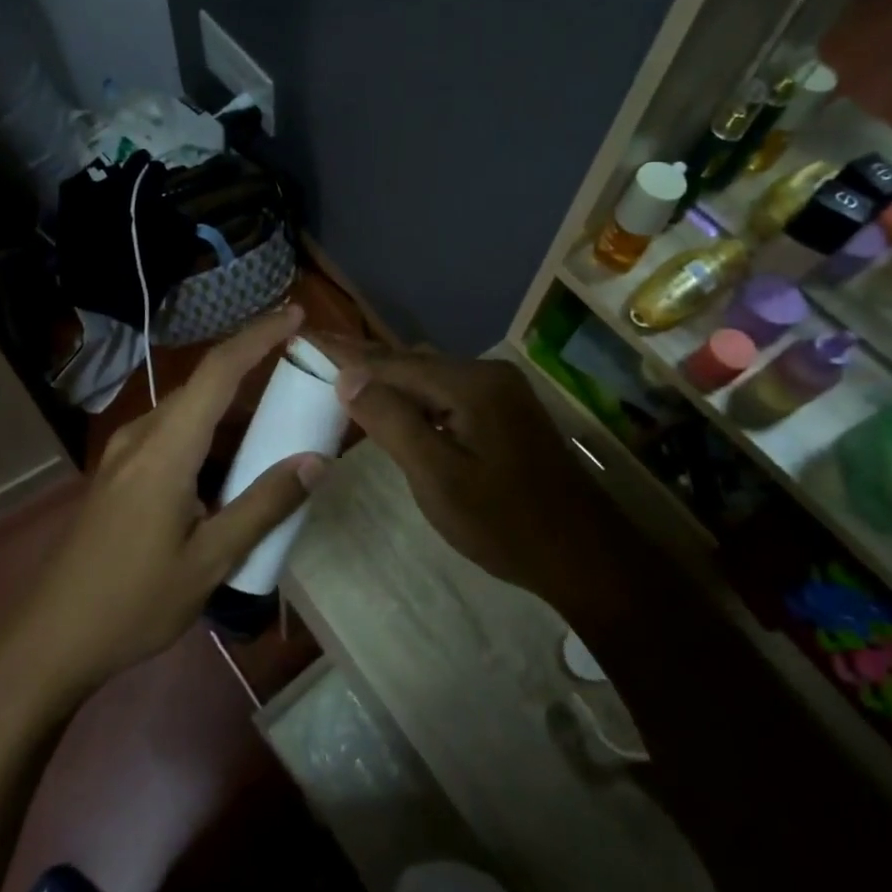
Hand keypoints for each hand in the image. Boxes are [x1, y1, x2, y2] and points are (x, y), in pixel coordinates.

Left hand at [3, 307, 327, 700]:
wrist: (50, 638)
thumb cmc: (133, 602)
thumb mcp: (210, 561)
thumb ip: (263, 506)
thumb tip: (315, 462)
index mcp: (165, 449)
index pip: (218, 371)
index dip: (259, 336)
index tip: (296, 313)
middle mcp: (142, 436)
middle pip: (205, 387)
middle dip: (255, 374)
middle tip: (304, 385)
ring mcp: (124, 453)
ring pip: (189, 414)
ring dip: (232, 415)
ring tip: (277, 433)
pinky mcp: (118, 473)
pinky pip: (173, 437)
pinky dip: (210, 440)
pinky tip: (230, 474)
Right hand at [312, 339, 615, 597]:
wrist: (584, 555)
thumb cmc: (505, 522)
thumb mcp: (438, 477)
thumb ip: (392, 422)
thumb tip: (348, 378)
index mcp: (470, 384)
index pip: (392, 362)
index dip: (346, 353)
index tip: (306, 336)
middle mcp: (486, 374)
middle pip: (411, 361)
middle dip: (364, 358)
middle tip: (318, 349)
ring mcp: (500, 391)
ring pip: (430, 375)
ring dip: (389, 375)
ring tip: (345, 373)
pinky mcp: (505, 411)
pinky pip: (447, 390)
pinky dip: (414, 393)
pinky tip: (397, 403)